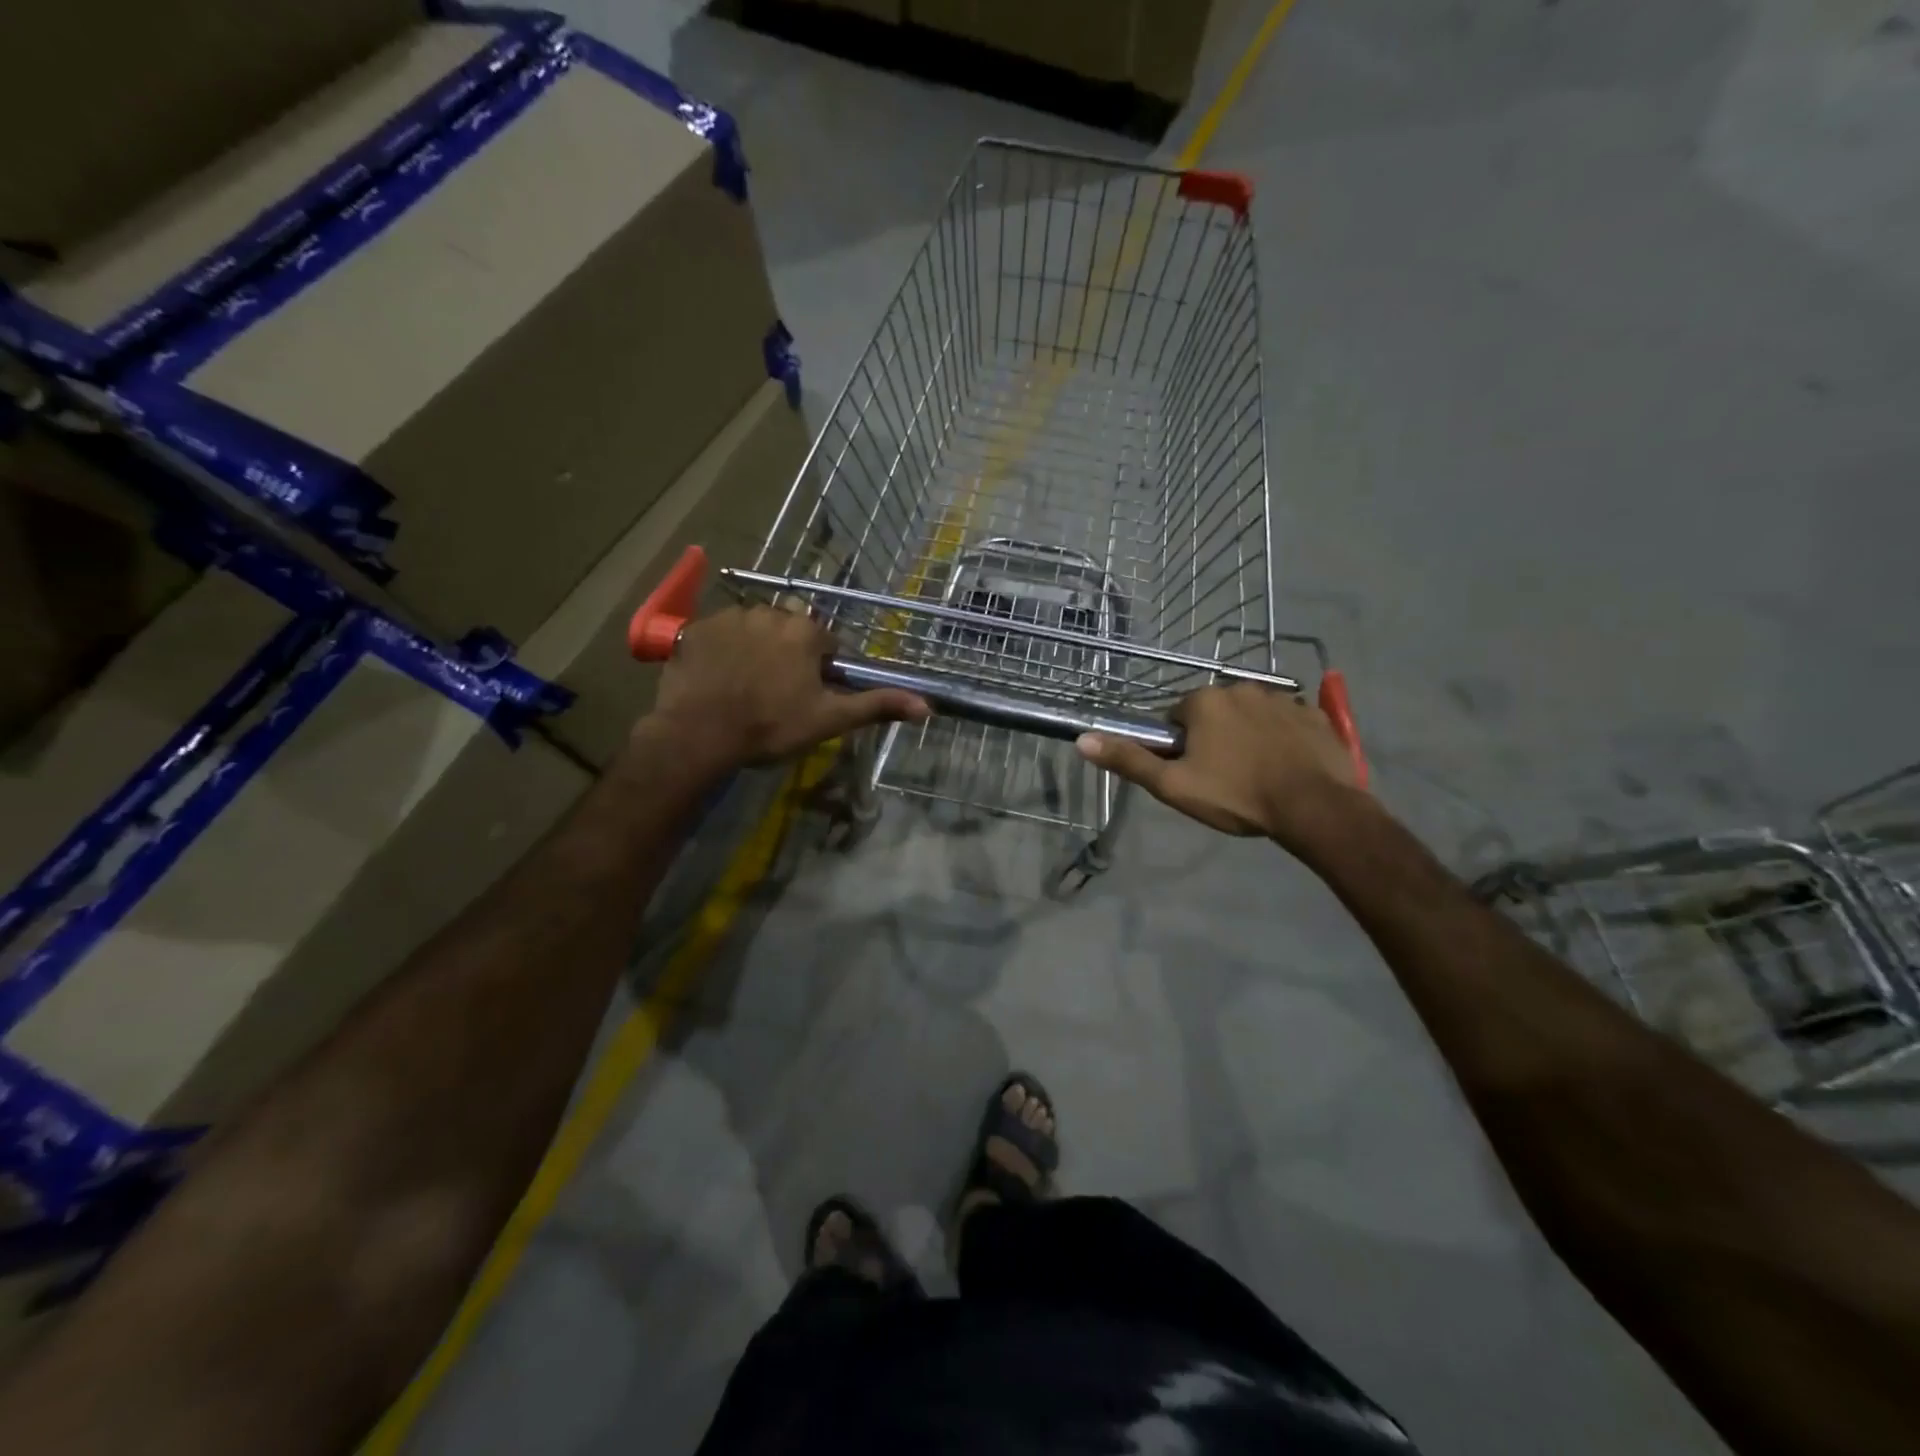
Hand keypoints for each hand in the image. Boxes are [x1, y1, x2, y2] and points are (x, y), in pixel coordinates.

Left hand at [646, 606, 929, 766]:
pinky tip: (718, 679)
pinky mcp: (695, 628)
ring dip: (755, 649)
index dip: (820, 670)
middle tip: (776, 692)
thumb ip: (877, 706)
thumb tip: (927, 705)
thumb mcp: (829, 719)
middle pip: (789, 631)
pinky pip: (719, 633)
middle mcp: (770, 611)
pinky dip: (722, 650)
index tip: (807, 695)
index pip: (825, 642)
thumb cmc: (771, 726)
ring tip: (744, 687)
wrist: (699, 734)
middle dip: (787, 654)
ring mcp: (729, 616)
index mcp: (805, 630)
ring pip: (754, 629)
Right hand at [1077, 683, 1361, 845]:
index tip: (1192, 772)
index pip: (1176, 717)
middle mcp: (1240, 687)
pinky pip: (1286, 721)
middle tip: (1223, 777)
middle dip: (1214, 738)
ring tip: (1256, 775)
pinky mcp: (1313, 714)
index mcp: (1203, 701)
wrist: (1314, 807)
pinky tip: (1285, 766)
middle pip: (1214, 713)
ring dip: (1247, 736)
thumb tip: (1082, 740)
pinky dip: (1281, 738)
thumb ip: (1129, 760)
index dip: (1179, 746)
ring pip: (1250, 716)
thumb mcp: (1173, 785)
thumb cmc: (1236, 795)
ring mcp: (1282, 698)